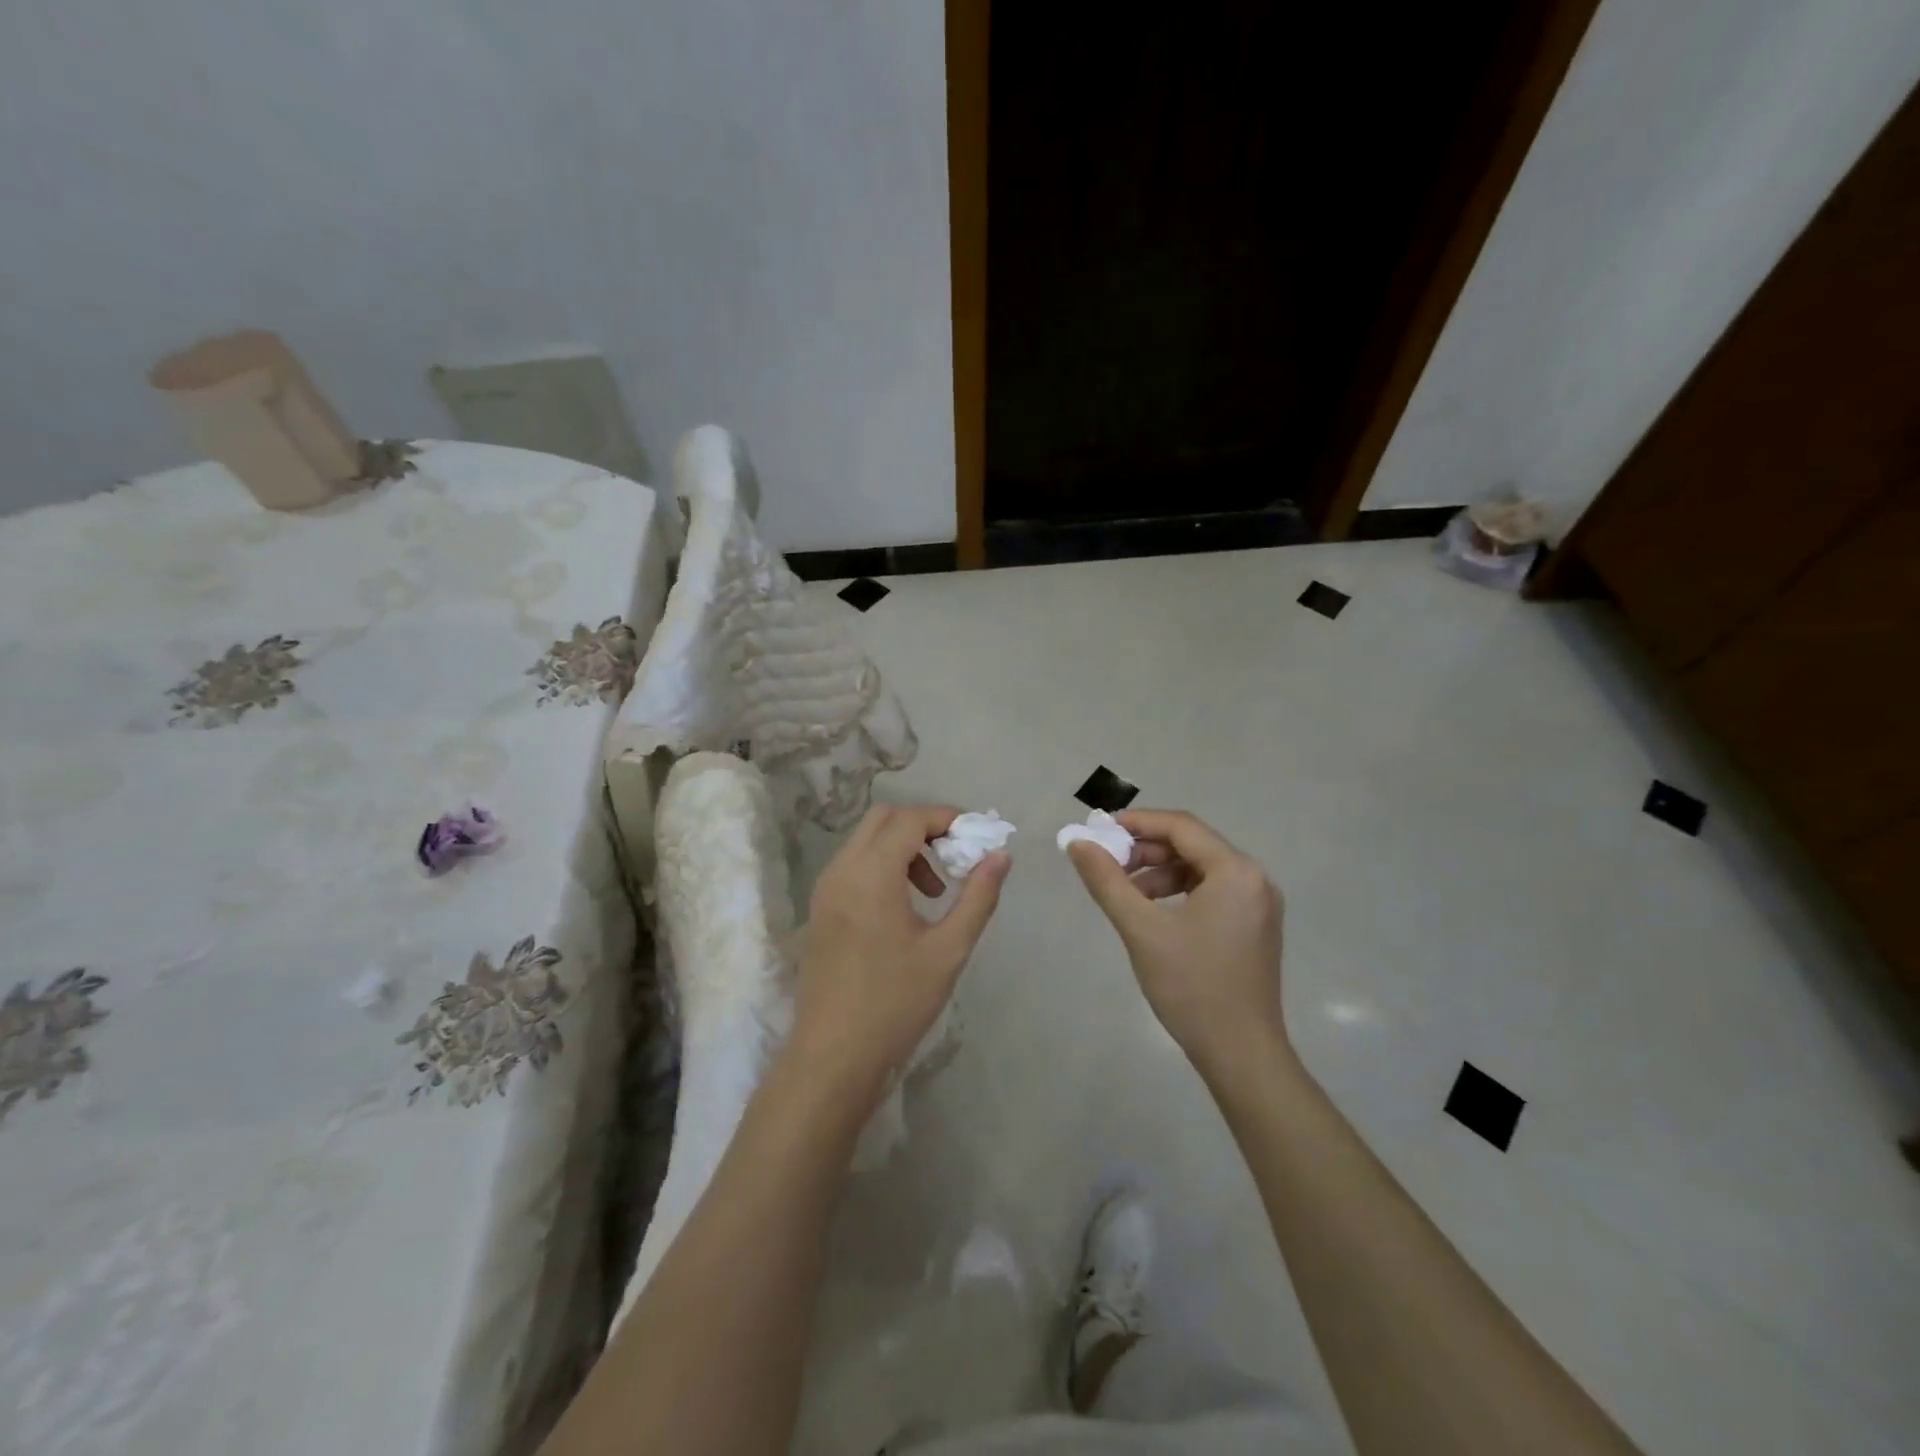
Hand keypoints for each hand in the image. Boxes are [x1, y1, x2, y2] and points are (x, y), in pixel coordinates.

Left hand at [788, 804, 1008, 1106]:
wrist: (832, 1057)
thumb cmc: (895, 1003)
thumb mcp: (948, 950)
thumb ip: (977, 897)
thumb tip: (1000, 856)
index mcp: (871, 874)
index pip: (910, 819)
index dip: (946, 818)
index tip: (976, 837)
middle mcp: (841, 870)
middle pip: (883, 819)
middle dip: (923, 827)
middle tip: (954, 857)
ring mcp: (825, 889)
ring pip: (865, 841)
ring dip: (902, 847)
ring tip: (933, 891)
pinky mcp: (820, 909)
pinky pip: (853, 865)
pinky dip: (882, 865)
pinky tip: (903, 907)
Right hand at [1068, 809, 1285, 1073]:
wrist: (1242, 1054)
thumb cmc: (1192, 987)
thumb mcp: (1141, 929)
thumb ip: (1107, 881)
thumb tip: (1077, 843)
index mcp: (1236, 871)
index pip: (1180, 826)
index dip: (1136, 823)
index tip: (1097, 831)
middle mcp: (1254, 878)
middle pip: (1191, 845)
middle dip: (1145, 851)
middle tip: (1106, 864)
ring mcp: (1258, 903)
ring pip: (1199, 869)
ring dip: (1158, 873)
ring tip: (1124, 893)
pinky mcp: (1254, 925)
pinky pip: (1211, 891)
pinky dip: (1177, 892)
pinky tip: (1151, 912)